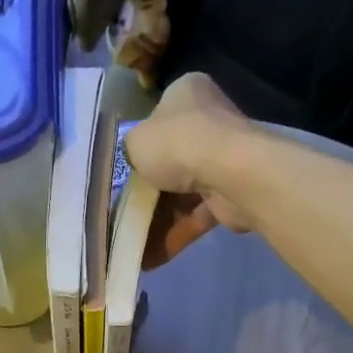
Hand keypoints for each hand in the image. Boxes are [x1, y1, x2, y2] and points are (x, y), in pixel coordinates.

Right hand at [124, 74, 257, 268]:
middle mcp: (208, 121)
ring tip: (131, 245)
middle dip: (146, 194)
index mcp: (186, 93)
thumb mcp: (135, 142)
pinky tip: (150, 258)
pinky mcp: (231, 194)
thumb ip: (130, 153)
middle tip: (122, 217)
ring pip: (181, 194)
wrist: (229, 174)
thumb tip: (136, 167)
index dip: (138, 149)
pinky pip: (196, 215)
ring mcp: (223, 159)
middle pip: (169, 162)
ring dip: (157, 221)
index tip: (122, 176)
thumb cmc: (177, 144)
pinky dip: (174, 234)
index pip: (156, 120)